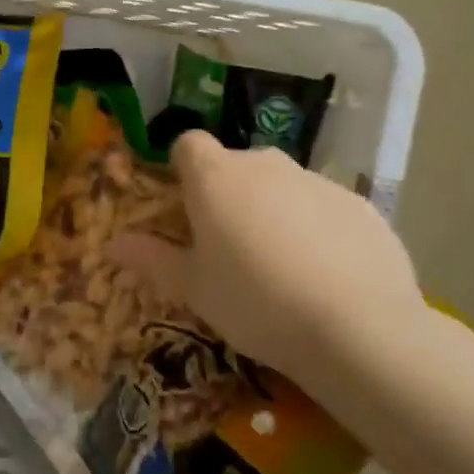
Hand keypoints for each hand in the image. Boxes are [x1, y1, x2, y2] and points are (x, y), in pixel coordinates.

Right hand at [114, 131, 423, 388]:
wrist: (358, 329)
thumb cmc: (254, 302)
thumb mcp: (193, 289)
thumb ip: (151, 259)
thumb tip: (114, 242)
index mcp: (215, 177)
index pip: (188, 144)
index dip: (183, 168)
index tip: (186, 206)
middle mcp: (265, 164)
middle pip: (236, 166)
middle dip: (230, 195)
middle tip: (231, 246)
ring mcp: (317, 181)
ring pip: (283, 186)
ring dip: (274, 211)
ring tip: (282, 268)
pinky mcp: (360, 205)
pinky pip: (325, 208)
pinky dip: (318, 229)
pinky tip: (327, 276)